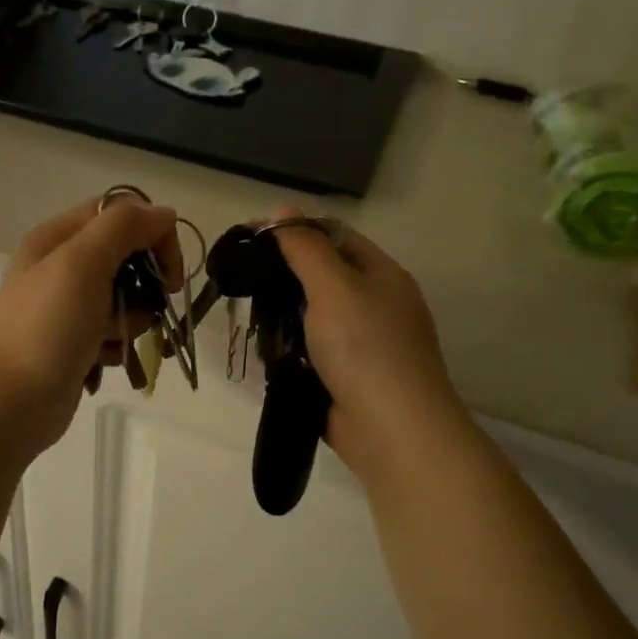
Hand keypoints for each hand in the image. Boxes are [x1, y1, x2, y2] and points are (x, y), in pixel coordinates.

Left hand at [0, 195, 183, 455]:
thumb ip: (124, 228)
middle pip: (125, 256)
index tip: (170, 274)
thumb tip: (163, 214)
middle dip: (144, 284)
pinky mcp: (73, 343)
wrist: (9, 404)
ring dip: (131, 320)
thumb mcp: (82, 264)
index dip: (152, 234)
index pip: (120, 213)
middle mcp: (59, 266)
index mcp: (56, 238)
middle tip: (145, 309)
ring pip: (124, 299)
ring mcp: (65, 308)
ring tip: (112, 341)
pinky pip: (112, 333)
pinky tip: (102, 362)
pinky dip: (115, 346)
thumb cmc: (46, 329)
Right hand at [271, 216, 466, 484]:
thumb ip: (305, 248)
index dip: (296, 232)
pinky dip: (291, 351)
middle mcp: (376, 304)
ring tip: (251, 317)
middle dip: (286, 279)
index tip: (254, 240)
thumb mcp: (333, 287)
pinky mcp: (348, 377)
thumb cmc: (365, 348)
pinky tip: (267, 352)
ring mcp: (364, 343)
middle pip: (324, 278)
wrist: (391, 429)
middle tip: (246, 282)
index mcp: (381, 274)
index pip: (335, 237)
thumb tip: (282, 209)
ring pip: (314, 318)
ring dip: (285, 318)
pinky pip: (313, 352)